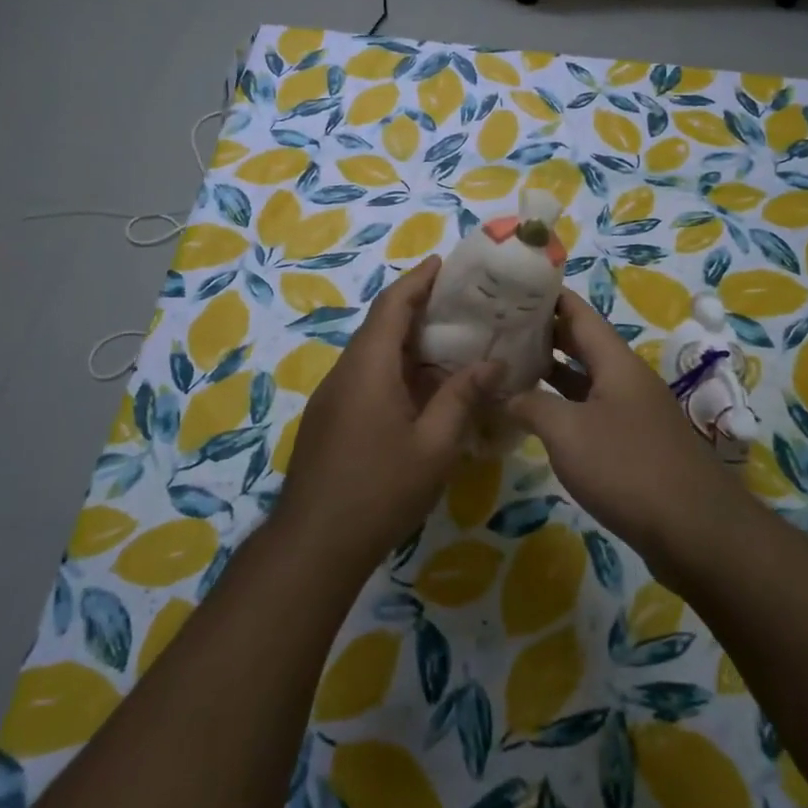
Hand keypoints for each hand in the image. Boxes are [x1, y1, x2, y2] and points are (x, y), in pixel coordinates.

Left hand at [275, 256, 498, 577]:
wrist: (314, 544)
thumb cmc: (379, 490)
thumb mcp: (434, 446)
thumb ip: (462, 398)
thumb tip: (493, 363)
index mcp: (369, 367)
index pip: (392, 306)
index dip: (417, 280)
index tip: (443, 263)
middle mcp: (346, 372)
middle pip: (381, 326)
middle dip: (418, 309)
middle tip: (462, 305)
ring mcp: (333, 397)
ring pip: (374, 355)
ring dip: (409, 345)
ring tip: (452, 345)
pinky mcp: (330, 420)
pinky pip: (367, 379)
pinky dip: (397, 372)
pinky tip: (425, 393)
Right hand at [509, 290, 728, 564]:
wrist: (693, 529)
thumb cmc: (626, 467)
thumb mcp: (567, 432)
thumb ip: (530, 406)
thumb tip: (502, 395)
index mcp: (615, 361)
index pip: (578, 312)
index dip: (546, 296)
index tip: (511, 288)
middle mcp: (626, 379)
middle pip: (581, 344)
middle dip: (542, 334)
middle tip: (498, 329)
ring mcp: (632, 412)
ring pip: (585, 380)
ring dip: (551, 373)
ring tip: (508, 367)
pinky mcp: (633, 444)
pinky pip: (591, 412)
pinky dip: (563, 408)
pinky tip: (537, 419)